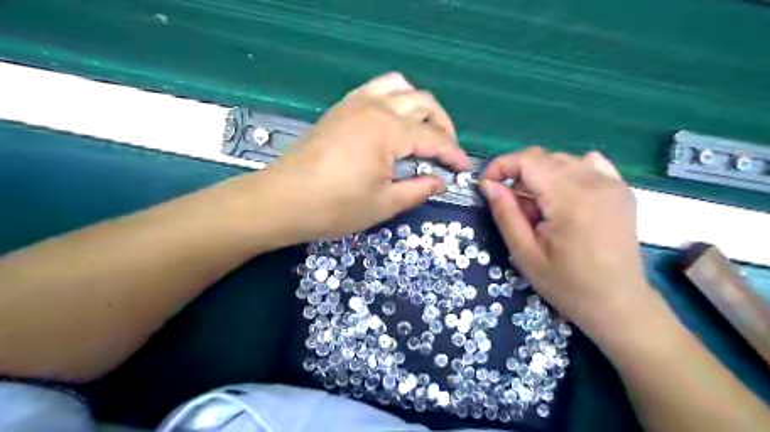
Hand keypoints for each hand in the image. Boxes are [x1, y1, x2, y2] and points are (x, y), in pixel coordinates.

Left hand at [242, 72, 468, 243]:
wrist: (281, 201)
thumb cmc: (334, 207)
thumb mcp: (384, 204)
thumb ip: (418, 189)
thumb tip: (439, 181)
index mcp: (387, 130)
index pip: (433, 137)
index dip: (452, 153)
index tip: (463, 168)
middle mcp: (374, 106)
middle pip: (423, 102)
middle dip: (443, 125)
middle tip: (447, 152)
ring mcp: (354, 103)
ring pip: (400, 87)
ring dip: (420, 106)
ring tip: (424, 131)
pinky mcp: (340, 109)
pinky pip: (376, 90)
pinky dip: (395, 100)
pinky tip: (394, 123)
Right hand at [480, 148, 655, 337]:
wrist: (619, 303)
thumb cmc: (567, 284)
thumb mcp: (525, 254)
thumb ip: (505, 214)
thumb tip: (488, 184)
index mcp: (569, 197)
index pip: (527, 160)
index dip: (500, 167)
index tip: (487, 187)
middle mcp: (594, 181)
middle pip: (543, 157)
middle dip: (518, 174)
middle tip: (514, 207)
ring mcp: (612, 183)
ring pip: (563, 160)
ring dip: (540, 175)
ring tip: (538, 207)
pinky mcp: (621, 189)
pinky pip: (588, 164)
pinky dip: (567, 172)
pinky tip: (564, 196)